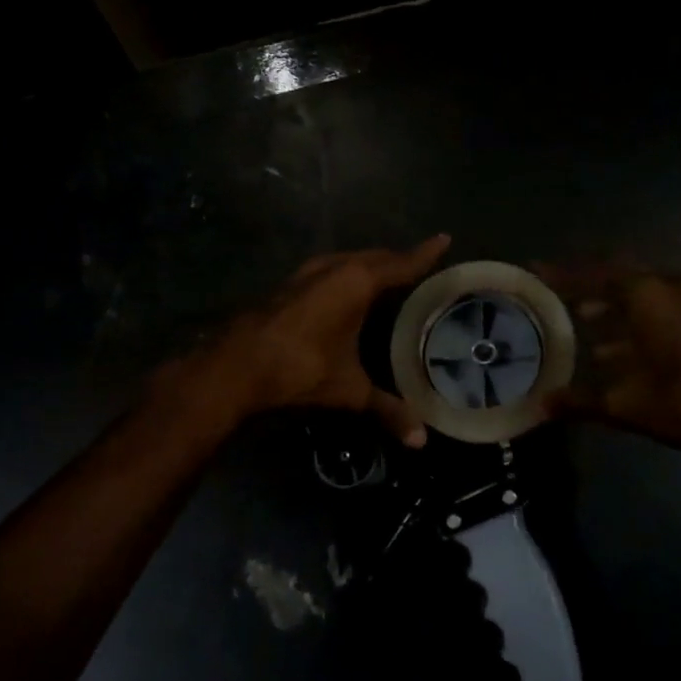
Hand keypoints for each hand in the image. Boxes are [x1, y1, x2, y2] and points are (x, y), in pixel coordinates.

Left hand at [196, 235, 452, 445]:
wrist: (236, 366)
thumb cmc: (301, 369)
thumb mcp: (349, 390)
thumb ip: (387, 410)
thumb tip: (420, 441)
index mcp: (357, 282)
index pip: (401, 263)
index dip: (425, 254)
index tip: (444, 239)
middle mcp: (334, 268)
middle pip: (374, 257)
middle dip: (398, 259)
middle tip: (420, 265)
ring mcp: (306, 273)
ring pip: (347, 261)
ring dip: (368, 265)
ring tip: (387, 276)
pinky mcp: (288, 285)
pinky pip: (328, 271)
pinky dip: (345, 275)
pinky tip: (345, 292)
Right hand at [540, 263, 680, 463]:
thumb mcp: (626, 405)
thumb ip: (579, 402)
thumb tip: (539, 408)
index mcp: (646, 295)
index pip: (592, 274)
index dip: (561, 273)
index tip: (535, 268)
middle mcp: (668, 287)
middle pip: (617, 274)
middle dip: (586, 283)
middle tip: (557, 293)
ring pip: (641, 290)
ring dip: (612, 302)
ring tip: (581, 320)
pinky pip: (659, 304)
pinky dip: (635, 316)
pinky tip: (618, 347)